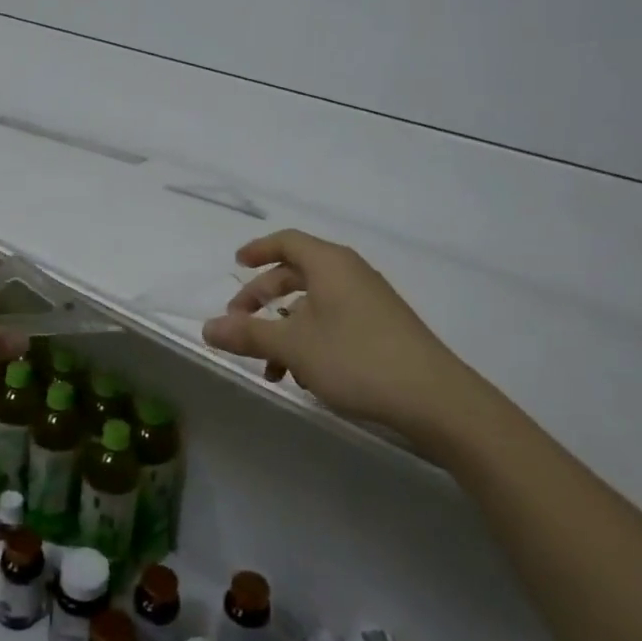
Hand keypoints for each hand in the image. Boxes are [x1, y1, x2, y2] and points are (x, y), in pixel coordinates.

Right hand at [201, 229, 497, 455]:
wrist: (434, 399)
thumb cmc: (357, 358)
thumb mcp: (294, 347)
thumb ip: (248, 335)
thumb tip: (207, 328)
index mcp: (329, 264)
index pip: (287, 241)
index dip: (258, 249)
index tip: (235, 264)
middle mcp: (350, 274)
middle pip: (297, 273)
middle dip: (263, 298)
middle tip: (239, 322)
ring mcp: (369, 302)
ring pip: (314, 304)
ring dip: (284, 329)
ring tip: (269, 366)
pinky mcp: (381, 329)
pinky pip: (334, 322)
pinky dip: (310, 341)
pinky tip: (304, 377)